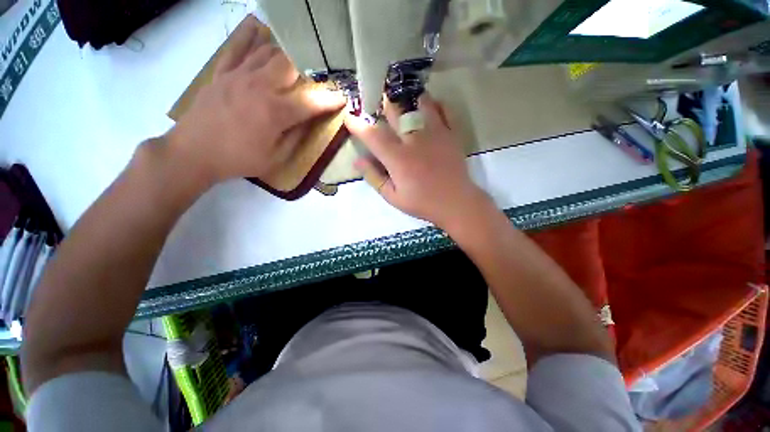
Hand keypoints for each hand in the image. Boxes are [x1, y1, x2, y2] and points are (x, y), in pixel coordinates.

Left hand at [167, 16, 345, 184]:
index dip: (330, 100)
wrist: (193, 153)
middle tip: (316, 76)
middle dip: (308, 68)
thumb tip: (309, 122)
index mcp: (275, 112)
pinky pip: (237, 48)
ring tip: (295, 58)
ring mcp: (238, 75)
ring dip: (285, 54)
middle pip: (290, 64)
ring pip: (267, 51)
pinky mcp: (222, 73)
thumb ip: (295, 137)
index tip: (343, 98)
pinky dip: (249, 37)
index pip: (311, 101)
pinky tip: (259, 29)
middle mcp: (259, 86)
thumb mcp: (275, 157)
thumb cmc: (239, 159)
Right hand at [344, 94, 490, 229]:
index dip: (358, 124)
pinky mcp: (451, 134)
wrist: (455, 202)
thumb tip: (358, 160)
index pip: (373, 135)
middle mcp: (414, 140)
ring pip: (419, 104)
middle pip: (395, 112)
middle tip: (377, 103)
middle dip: (382, 105)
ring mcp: (435, 134)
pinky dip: (435, 103)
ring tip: (402, 100)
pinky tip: (429, 105)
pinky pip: (443, 110)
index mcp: (398, 158)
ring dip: (407, 100)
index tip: (350, 116)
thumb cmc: (422, 203)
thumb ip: (374, 177)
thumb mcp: (393, 196)